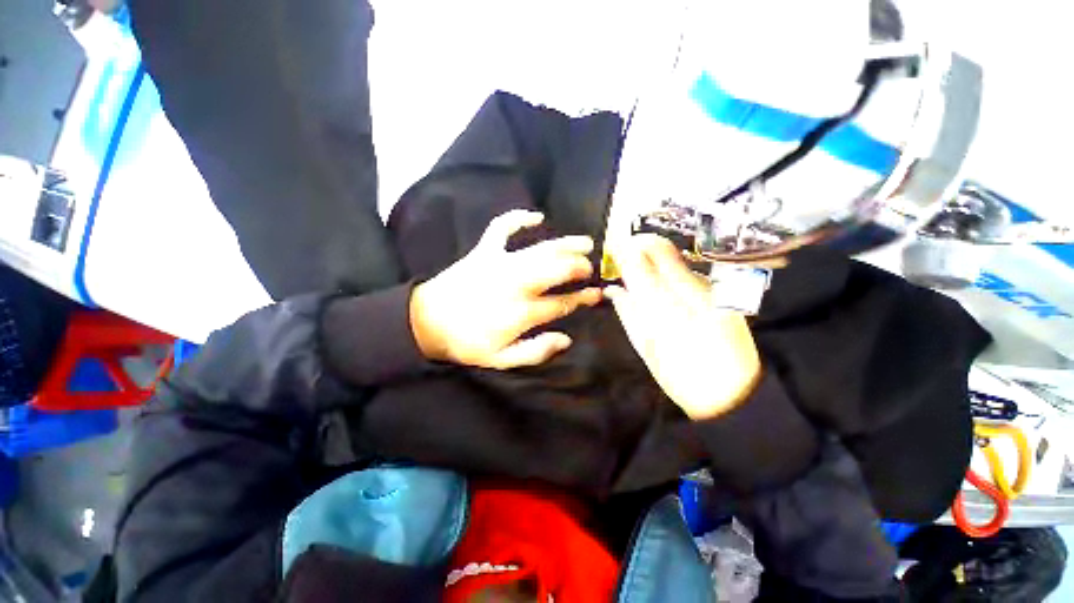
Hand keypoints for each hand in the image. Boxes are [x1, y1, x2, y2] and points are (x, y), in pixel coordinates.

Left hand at [410, 210, 601, 369]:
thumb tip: (566, 339)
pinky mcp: (484, 251)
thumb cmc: (467, 342)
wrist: (427, 321)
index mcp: (522, 312)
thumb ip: (536, 351)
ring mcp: (501, 263)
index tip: (597, 294)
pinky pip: (502, 227)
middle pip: (557, 270)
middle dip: (578, 267)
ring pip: (541, 249)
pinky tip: (536, 217)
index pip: (562, 303)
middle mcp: (517, 284)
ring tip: (584, 242)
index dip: (583, 298)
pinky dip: (519, 218)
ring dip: (566, 244)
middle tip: (588, 269)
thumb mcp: (502, 359)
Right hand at [604, 234, 761, 419]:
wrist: (733, 393)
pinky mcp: (721, 292)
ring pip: (675, 257)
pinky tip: (664, 286)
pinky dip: (670, 271)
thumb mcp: (644, 346)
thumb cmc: (680, 375)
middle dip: (638, 244)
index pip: (640, 257)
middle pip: (660, 248)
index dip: (623, 247)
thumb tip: (613, 289)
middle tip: (623, 254)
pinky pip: (689, 270)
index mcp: (665, 302)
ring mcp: (709, 287)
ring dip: (653, 257)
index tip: (611, 246)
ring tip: (640, 271)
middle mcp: (688, 287)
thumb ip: (627, 311)